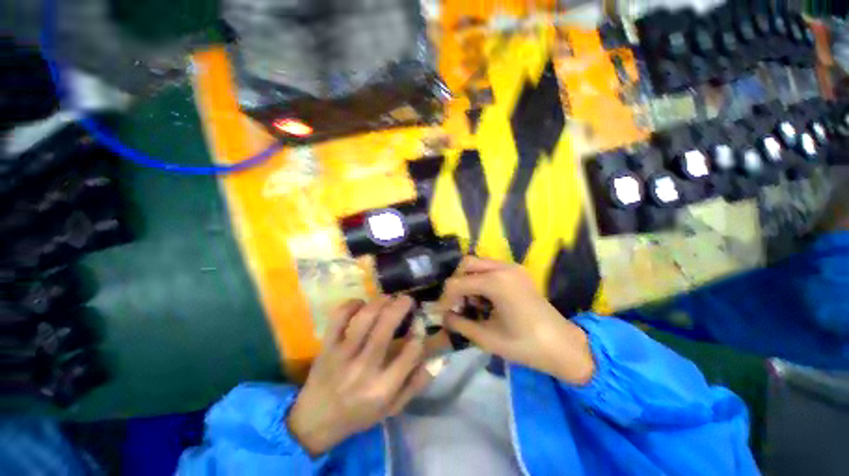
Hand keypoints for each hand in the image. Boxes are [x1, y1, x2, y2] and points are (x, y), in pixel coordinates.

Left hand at [287, 296, 431, 455]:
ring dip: (379, 302)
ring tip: (388, 298)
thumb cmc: (359, 414)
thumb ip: (415, 385)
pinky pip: (338, 318)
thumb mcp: (392, 408)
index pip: (410, 353)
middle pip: (385, 329)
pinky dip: (351, 305)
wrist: (316, 421)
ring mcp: (342, 355)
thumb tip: (435, 360)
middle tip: (407, 299)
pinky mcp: (327, 346)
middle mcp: (364, 369)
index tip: (418, 328)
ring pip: (363, 319)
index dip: (419, 335)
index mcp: (383, 388)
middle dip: (400, 307)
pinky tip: (361, 303)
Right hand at [438, 256, 594, 384]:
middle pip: (467, 263)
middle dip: (456, 282)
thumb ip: (460, 324)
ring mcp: (512, 267)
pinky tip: (485, 300)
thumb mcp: (487, 338)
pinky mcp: (517, 272)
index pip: (457, 282)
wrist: (564, 346)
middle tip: (456, 304)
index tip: (442, 314)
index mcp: (496, 282)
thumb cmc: (526, 346)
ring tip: (471, 304)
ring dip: (469, 280)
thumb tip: (443, 317)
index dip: (445, 298)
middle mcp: (503, 267)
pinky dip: (481, 280)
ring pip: (479, 264)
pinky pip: (491, 268)